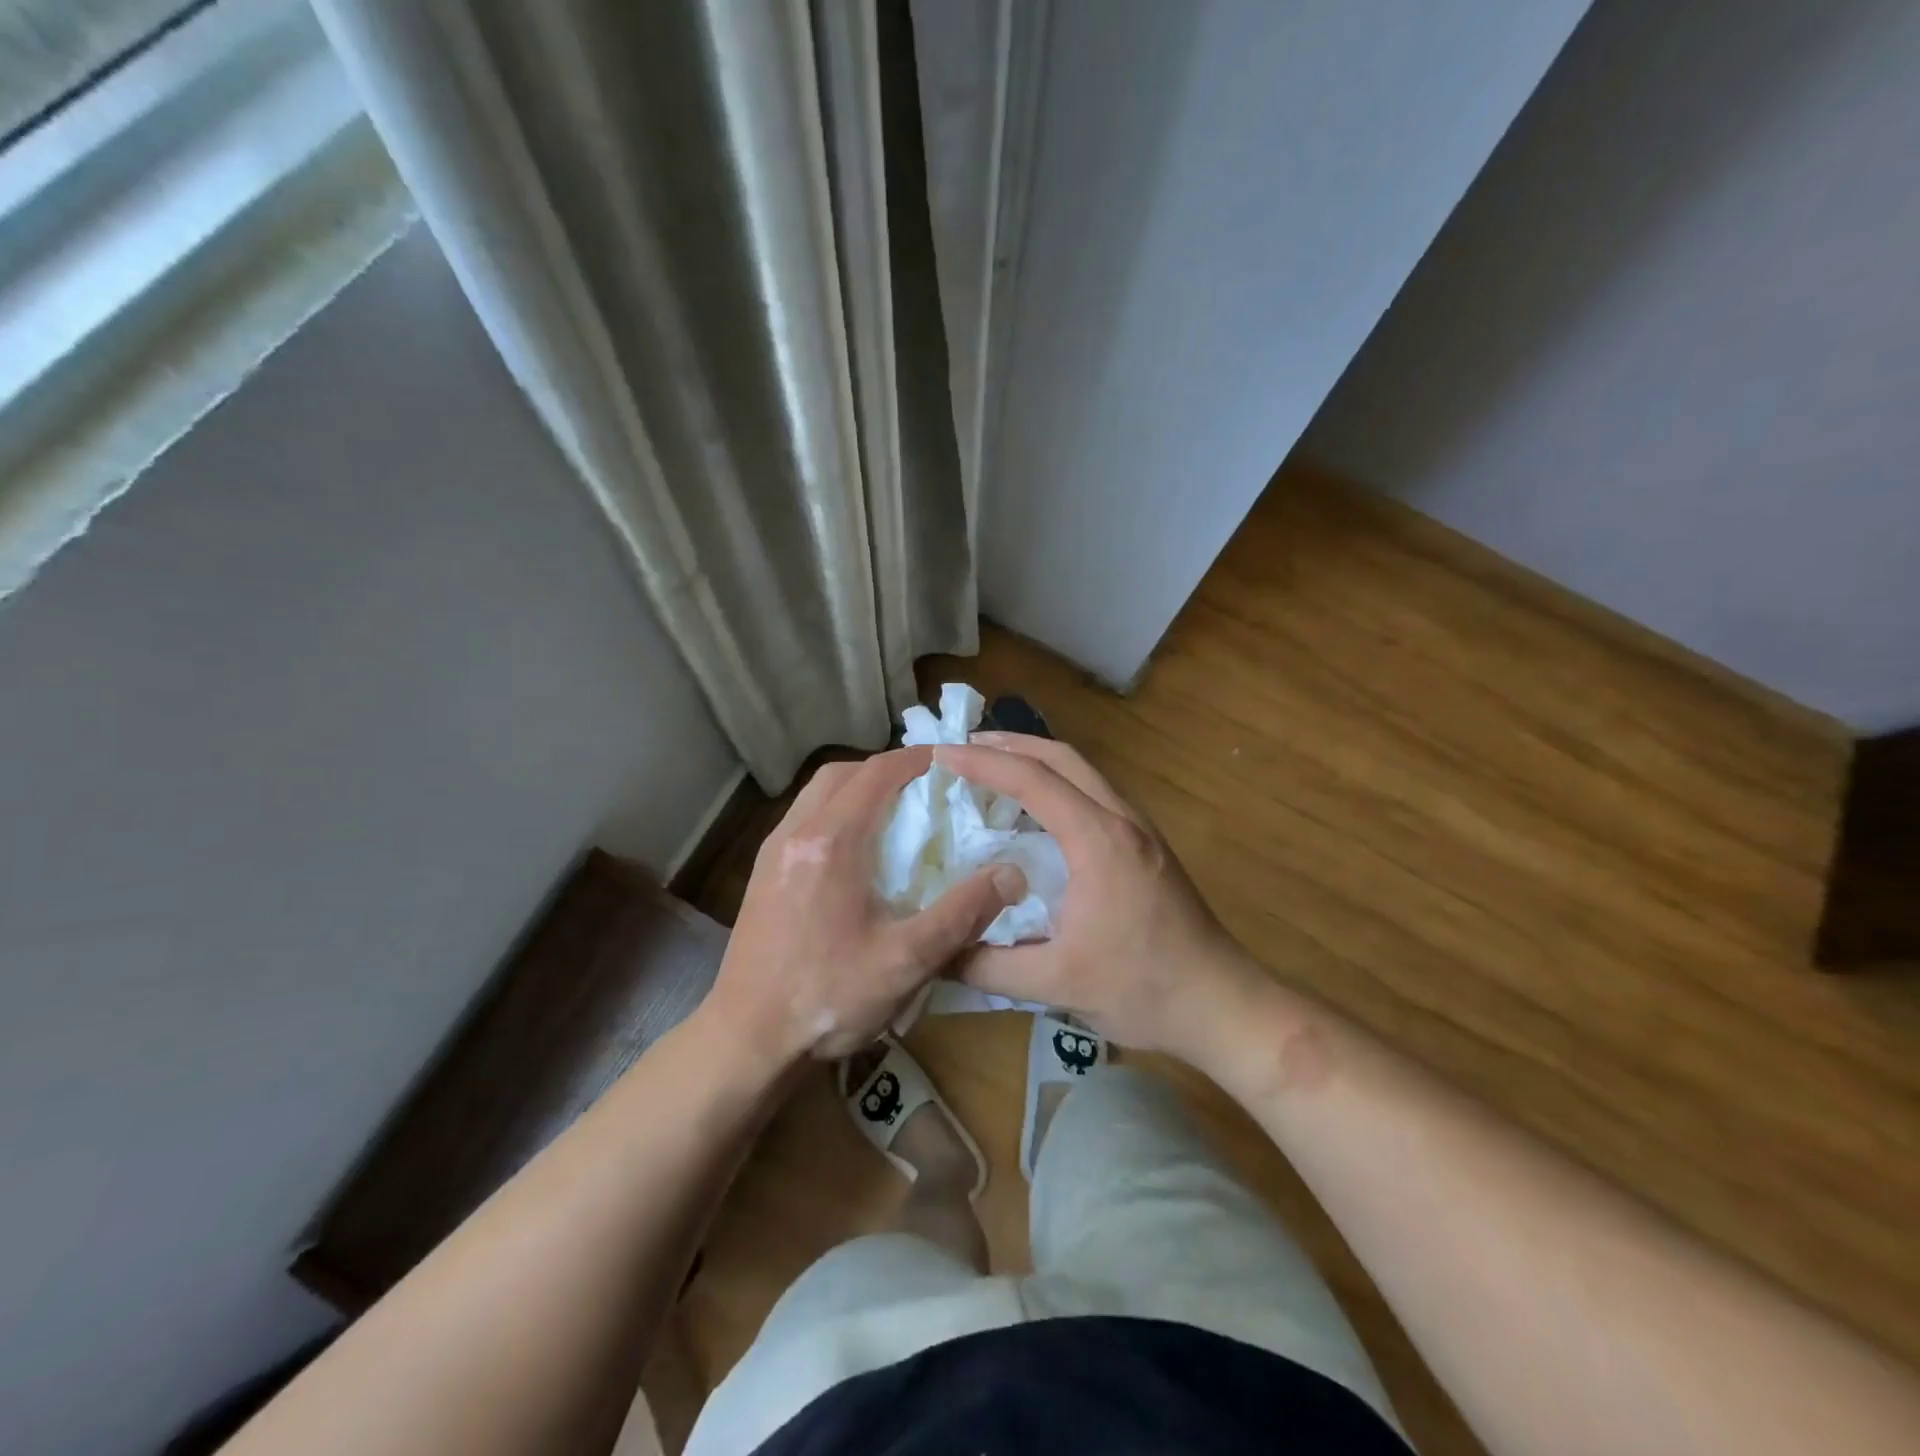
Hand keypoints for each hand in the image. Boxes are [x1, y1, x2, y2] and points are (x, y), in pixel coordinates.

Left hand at [702, 748, 1027, 1064]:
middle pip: (842, 773)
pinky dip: (836, 812)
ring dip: (857, 788)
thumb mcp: (906, 961)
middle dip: (885, 769)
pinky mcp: (763, 873)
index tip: (951, 762)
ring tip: (896, 813)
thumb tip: (1012, 874)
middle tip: (925, 787)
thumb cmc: (828, 998)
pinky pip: (804, 818)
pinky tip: (858, 851)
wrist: (747, 1040)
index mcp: (830, 842)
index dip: (915, 760)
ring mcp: (772, 852)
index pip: (876, 773)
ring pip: (818, 794)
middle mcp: (795, 833)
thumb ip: (962, 913)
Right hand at [938, 734, 1260, 1058]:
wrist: (1222, 1005)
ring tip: (992, 766)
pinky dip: (1056, 783)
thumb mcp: (1056, 984)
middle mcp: (1121, 819)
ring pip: (1082, 771)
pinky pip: (1093, 792)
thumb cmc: (1143, 990)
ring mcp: (1139, 829)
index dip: (983, 762)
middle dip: (1009, 744)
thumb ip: (988, 966)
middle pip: (1062, 757)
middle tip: (963, 746)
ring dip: (1036, 759)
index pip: (1033, 780)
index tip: (942, 754)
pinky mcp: (1146, 845)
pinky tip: (1035, 809)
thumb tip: (936, 952)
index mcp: (1098, 840)